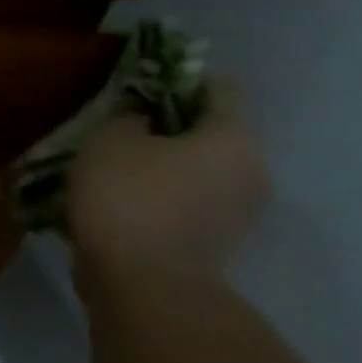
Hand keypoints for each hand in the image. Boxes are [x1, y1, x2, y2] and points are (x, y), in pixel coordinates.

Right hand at [69, 80, 267, 283]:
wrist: (143, 282)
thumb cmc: (128, 197)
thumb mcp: (109, 140)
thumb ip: (127, 117)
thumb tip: (142, 118)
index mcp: (232, 137)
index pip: (218, 89)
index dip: (178, 80)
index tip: (140, 85)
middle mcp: (251, 170)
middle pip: (211, 133)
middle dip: (169, 128)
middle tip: (122, 129)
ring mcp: (240, 212)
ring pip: (200, 171)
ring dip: (165, 166)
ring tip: (117, 169)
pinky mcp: (217, 242)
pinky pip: (190, 203)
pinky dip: (163, 197)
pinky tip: (125, 202)